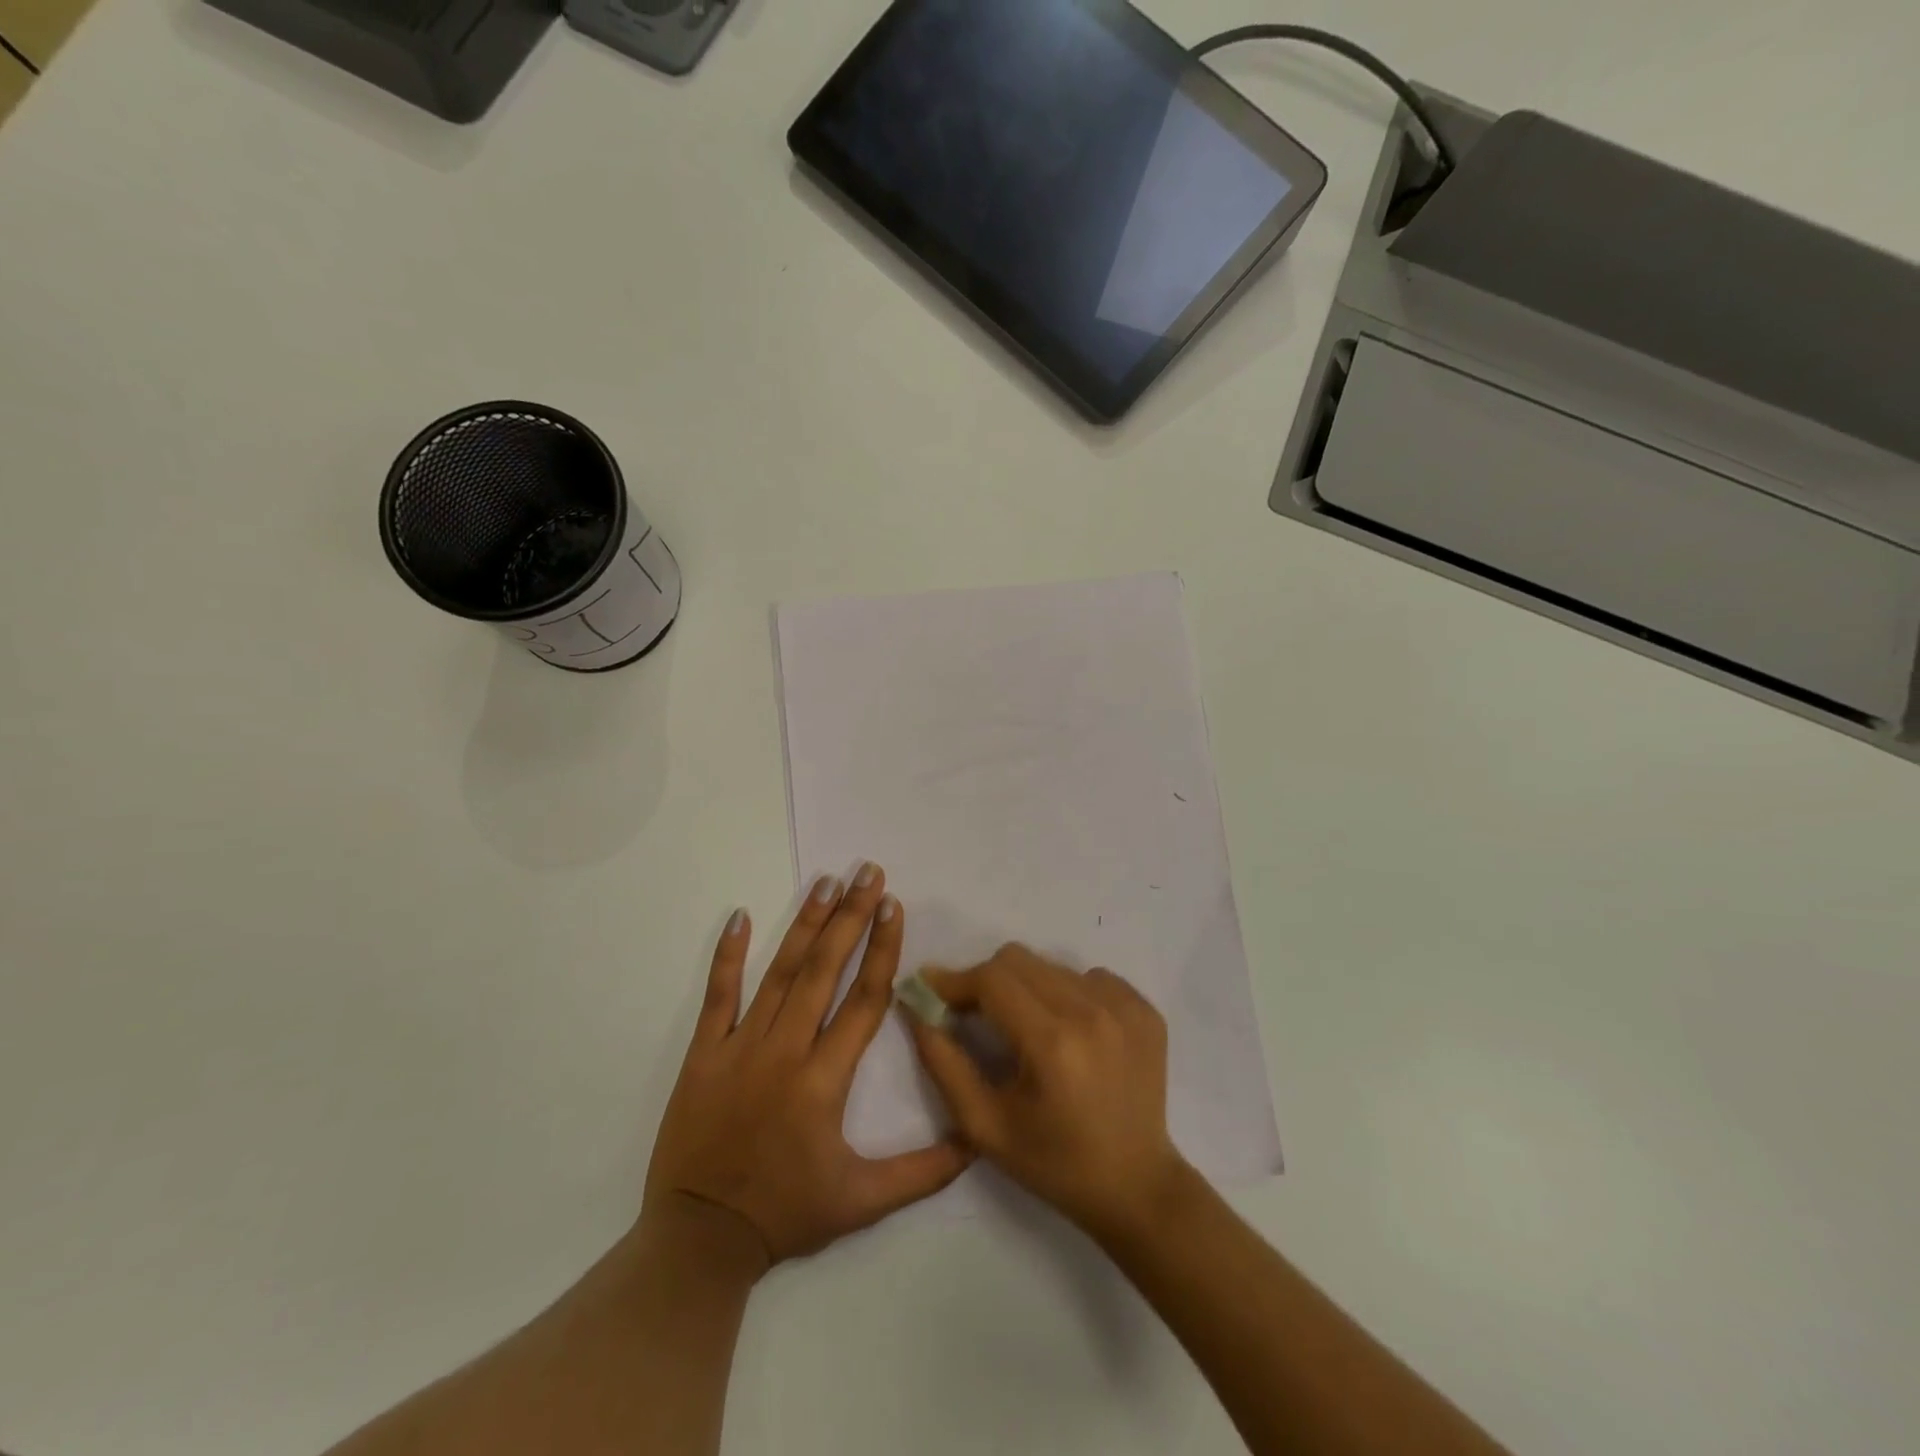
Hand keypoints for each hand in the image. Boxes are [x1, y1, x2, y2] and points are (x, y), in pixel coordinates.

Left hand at [642, 866, 972, 1271]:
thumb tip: (977, 1141)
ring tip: (827, 882)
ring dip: (806, 924)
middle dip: (851, 917)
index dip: (883, 950)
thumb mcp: (862, 1203)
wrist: (699, 1241)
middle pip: (825, 970)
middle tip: (868, 873)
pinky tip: (739, 915)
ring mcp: (740, 1046)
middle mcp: (785, 1050)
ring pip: (780, 973)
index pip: (864, 1000)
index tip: (894, 906)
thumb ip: (922, 1172)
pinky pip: (716, 996)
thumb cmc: (785, 1213)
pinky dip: (727, 955)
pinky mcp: (704, 1053)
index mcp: (825, 1079)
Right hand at [905, 945, 1187, 1242]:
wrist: (1136, 1187)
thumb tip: (917, 1009)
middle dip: (986, 981)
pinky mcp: (1144, 1009)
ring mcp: (1124, 1007)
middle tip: (975, 1013)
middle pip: (1019, 960)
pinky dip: (1068, 994)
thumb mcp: (985, 1126)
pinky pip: (1089, 977)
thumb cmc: (1054, 1163)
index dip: (955, 980)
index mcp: (1052, 1043)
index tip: (932, 987)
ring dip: (1027, 988)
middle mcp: (1091, 1012)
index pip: (991, 979)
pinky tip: (1069, 1033)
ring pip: (1051, 966)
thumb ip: (944, 1064)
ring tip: (1027, 1029)